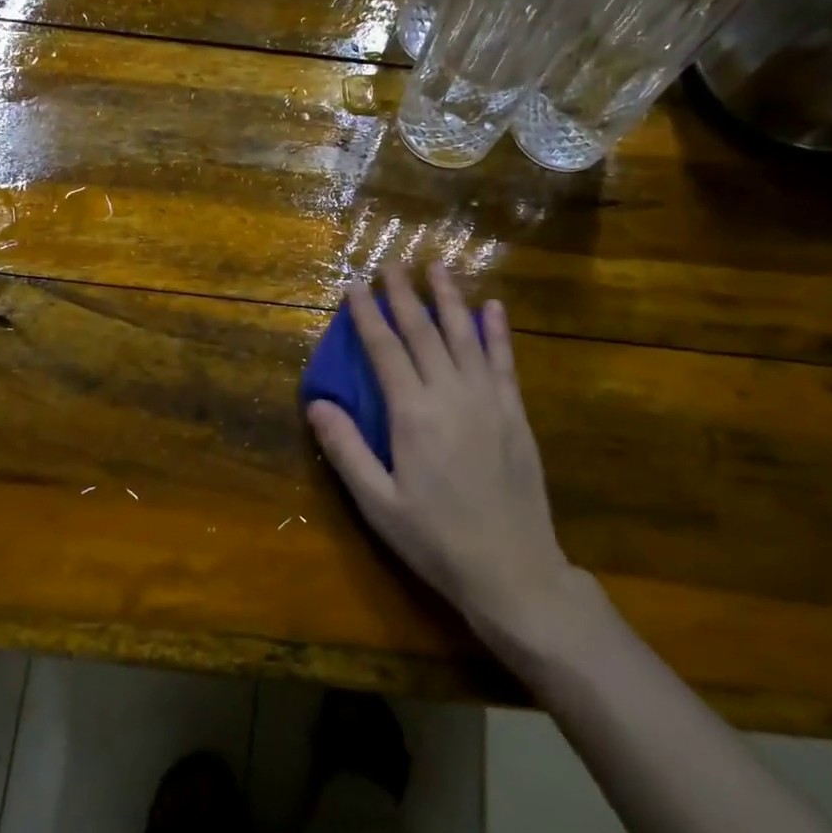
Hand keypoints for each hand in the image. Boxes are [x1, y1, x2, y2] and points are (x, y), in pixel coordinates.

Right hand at [305, 262, 595, 659]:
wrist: (512, 570)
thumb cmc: (435, 540)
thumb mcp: (378, 503)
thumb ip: (346, 450)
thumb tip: (316, 403)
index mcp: (413, 415)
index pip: (385, 351)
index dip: (367, 316)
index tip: (355, 286)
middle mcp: (451, 395)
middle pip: (423, 333)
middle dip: (403, 295)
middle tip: (391, 262)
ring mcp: (489, 401)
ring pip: (465, 336)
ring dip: (450, 298)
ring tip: (438, 267)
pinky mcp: (515, 414)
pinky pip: (504, 362)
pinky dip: (497, 332)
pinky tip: (494, 308)